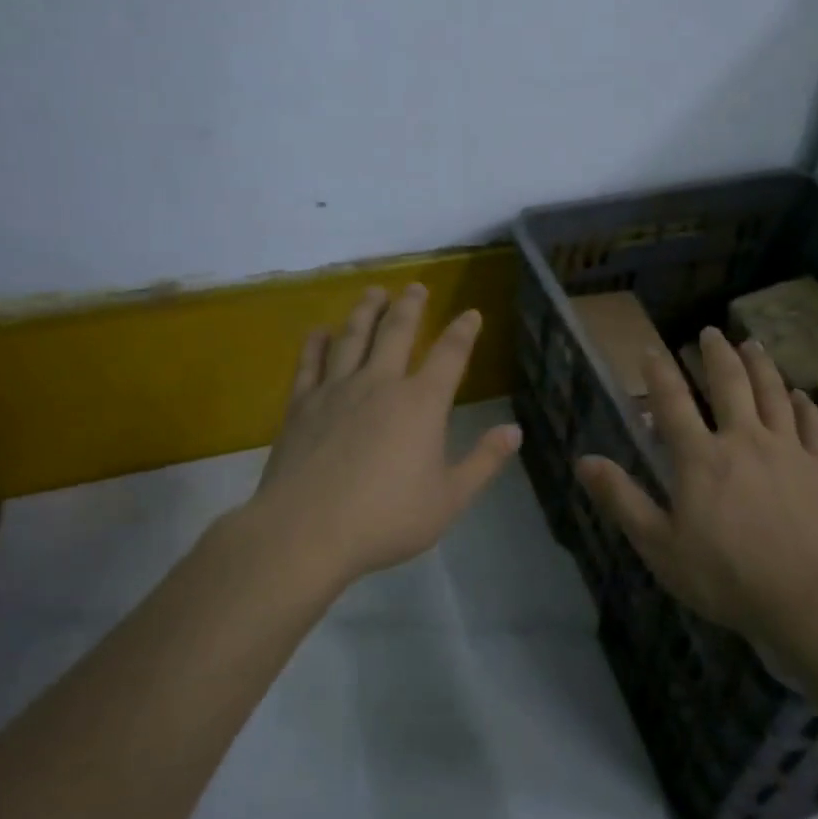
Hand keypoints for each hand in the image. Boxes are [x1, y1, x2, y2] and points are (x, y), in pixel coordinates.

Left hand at [245, 284, 521, 588]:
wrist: (306, 531)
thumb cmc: (386, 518)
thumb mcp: (449, 499)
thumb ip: (484, 461)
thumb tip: (515, 431)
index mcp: (421, 403)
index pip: (449, 354)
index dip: (463, 330)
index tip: (470, 313)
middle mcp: (380, 384)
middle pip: (397, 331)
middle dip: (410, 306)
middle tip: (415, 286)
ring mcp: (336, 390)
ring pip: (353, 337)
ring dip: (365, 311)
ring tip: (373, 292)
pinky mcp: (302, 405)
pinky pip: (309, 364)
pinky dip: (315, 344)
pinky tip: (318, 332)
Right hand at [576, 327, 817, 644]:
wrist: (811, 599)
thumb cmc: (727, 576)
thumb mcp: (660, 545)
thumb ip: (623, 499)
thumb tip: (584, 460)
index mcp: (700, 457)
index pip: (674, 402)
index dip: (660, 373)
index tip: (650, 350)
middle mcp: (744, 440)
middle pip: (730, 384)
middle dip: (717, 354)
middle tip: (710, 331)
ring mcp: (788, 450)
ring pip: (774, 394)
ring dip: (761, 365)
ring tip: (752, 344)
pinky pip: (813, 426)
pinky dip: (806, 406)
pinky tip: (802, 395)